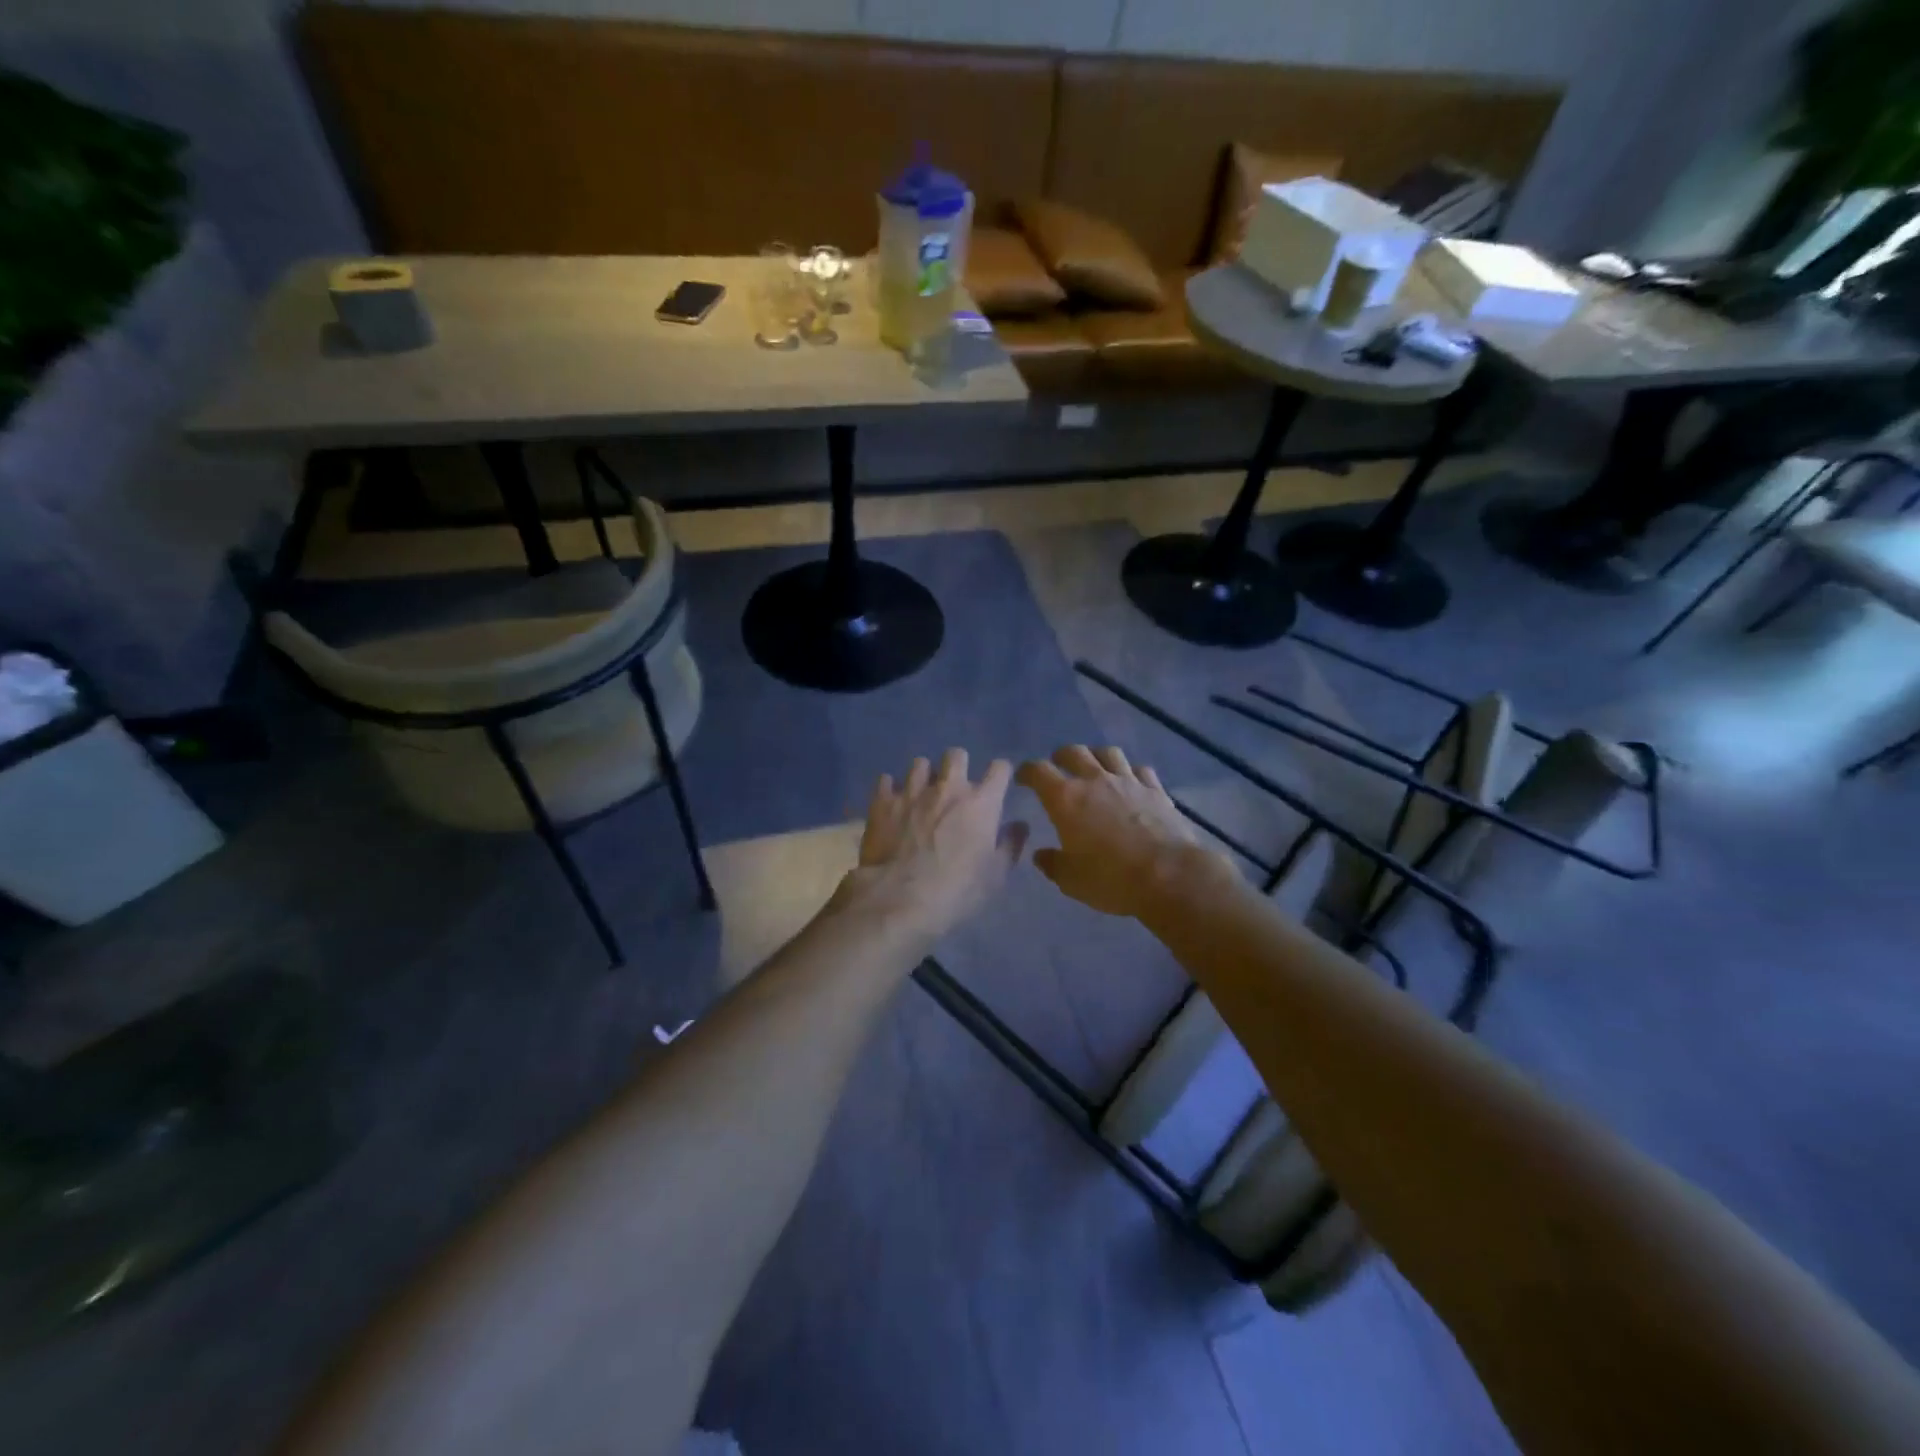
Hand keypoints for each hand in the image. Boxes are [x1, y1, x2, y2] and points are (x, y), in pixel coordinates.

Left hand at [842, 750, 1028, 942]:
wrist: (900, 899)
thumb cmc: (957, 890)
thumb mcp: (995, 876)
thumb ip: (1010, 845)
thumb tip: (1020, 825)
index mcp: (981, 803)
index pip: (1000, 768)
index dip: (1000, 773)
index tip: (997, 785)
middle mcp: (947, 788)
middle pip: (957, 755)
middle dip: (958, 765)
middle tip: (955, 787)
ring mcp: (912, 792)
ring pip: (920, 763)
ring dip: (924, 776)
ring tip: (921, 794)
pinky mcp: (882, 802)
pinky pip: (886, 780)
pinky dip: (890, 789)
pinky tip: (892, 803)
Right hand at [1017, 745, 1229, 917]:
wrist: (1170, 876)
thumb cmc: (1112, 879)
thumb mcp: (1071, 880)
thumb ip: (1052, 864)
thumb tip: (1041, 855)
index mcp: (1066, 799)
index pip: (1038, 771)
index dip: (1027, 771)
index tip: (1024, 778)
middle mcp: (1095, 780)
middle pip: (1074, 752)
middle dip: (1060, 757)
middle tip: (1057, 767)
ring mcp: (1128, 781)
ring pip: (1108, 753)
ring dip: (1096, 757)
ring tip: (1094, 768)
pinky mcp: (1156, 790)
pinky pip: (1140, 770)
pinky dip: (1131, 772)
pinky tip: (1131, 783)